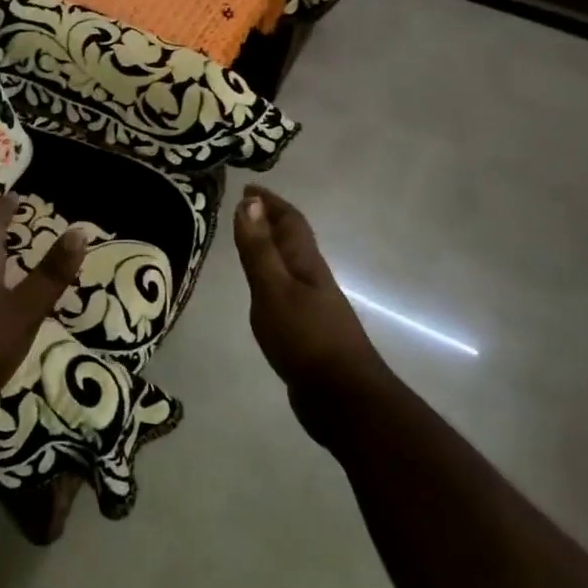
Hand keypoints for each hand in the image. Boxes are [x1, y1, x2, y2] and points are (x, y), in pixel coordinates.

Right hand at [232, 185, 384, 422]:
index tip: (249, 188)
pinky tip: (262, 292)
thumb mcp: (273, 289)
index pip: (289, 221)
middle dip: (271, 221)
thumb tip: (248, 202)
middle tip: (245, 210)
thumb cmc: (305, 338)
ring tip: (250, 244)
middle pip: (293, 240)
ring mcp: (313, 306)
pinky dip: (271, 279)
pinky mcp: (308, 331)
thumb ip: (259, 249)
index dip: (270, 203)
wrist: (343, 399)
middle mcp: (312, 279)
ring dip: (272, 249)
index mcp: (305, 264)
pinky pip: (286, 291)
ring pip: (290, 266)